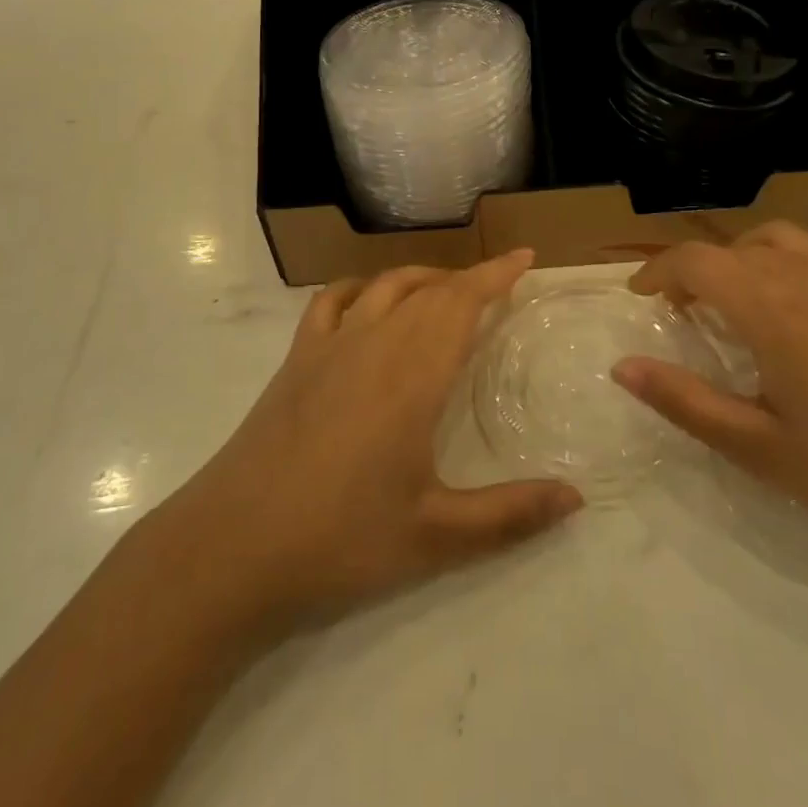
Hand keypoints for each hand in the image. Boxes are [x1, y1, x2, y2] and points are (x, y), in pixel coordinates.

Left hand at [156, 251, 582, 635]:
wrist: (231, 549)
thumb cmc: (340, 540)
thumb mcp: (436, 536)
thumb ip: (510, 515)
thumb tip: (577, 499)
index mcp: (413, 374)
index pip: (462, 302)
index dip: (496, 274)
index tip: (524, 257)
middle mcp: (374, 344)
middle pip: (429, 290)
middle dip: (468, 279)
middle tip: (499, 285)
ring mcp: (328, 347)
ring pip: (384, 287)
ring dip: (421, 279)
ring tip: (445, 291)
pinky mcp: (295, 362)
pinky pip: (332, 302)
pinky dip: (360, 289)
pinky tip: (368, 303)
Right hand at [613, 223, 807, 557]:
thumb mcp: (758, 447)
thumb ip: (683, 401)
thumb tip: (622, 368)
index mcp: (770, 307)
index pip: (694, 261)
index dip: (658, 272)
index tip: (642, 297)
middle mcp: (806, 271)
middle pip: (730, 248)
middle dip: (695, 272)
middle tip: (685, 315)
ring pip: (775, 238)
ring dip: (741, 260)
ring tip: (738, 302)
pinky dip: (787, 260)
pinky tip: (798, 305)